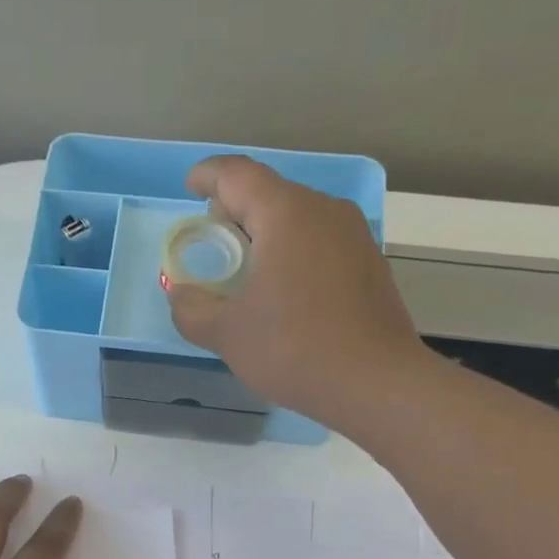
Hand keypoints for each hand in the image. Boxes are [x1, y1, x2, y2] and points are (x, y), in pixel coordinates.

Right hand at [168, 155, 428, 426]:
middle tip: (212, 243)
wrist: (376, 383)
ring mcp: (353, 236)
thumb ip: (192, 309)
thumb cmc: (294, 348)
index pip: (237, 174)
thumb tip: (181, 295)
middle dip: (234, 210)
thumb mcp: (227, 334)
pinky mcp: (369, 263)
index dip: (207, 175)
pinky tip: (282, 292)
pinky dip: (291, 253)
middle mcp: (324, 210)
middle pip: (268, 193)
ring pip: (297, 217)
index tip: (189, 188)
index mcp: (285, 214)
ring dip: (264, 235)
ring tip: (244, 271)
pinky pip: (319, 242)